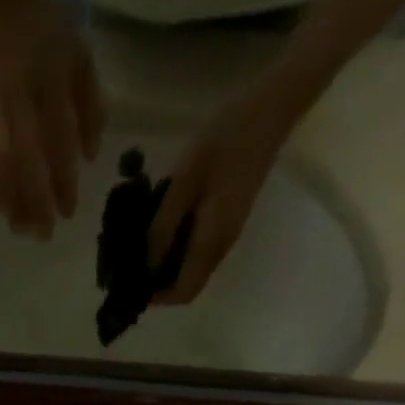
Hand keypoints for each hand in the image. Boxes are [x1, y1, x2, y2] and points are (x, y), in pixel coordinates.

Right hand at [0, 0, 103, 238]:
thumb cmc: (44, 29)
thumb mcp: (78, 55)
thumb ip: (89, 104)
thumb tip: (90, 155)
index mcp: (50, 79)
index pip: (58, 142)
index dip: (63, 181)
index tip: (68, 212)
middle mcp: (17, 96)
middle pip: (25, 161)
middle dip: (35, 202)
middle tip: (43, 234)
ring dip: (9, 200)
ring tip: (19, 227)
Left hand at [147, 90, 290, 304]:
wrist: (272, 107)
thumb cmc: (226, 137)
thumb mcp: (185, 179)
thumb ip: (163, 224)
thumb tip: (145, 264)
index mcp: (212, 241)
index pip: (185, 292)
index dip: (159, 297)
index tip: (135, 284)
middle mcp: (221, 246)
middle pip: (188, 284)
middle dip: (159, 282)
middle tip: (132, 264)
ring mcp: (228, 233)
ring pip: (193, 267)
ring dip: (167, 264)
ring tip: (142, 246)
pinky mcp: (228, 219)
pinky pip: (199, 248)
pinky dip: (178, 247)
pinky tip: (162, 226)